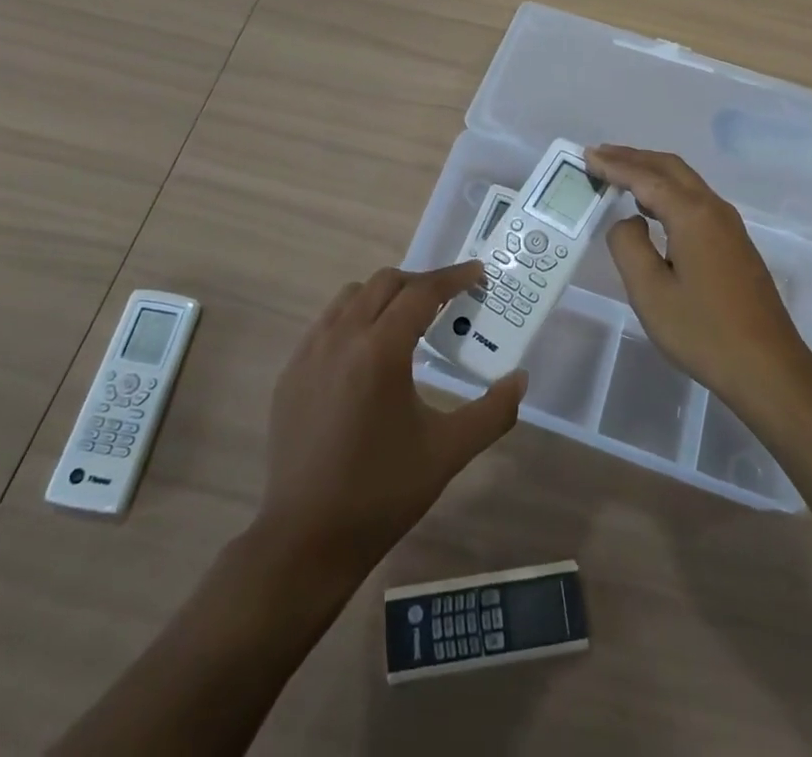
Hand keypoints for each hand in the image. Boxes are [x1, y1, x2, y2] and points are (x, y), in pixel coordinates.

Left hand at [257, 263, 525, 578]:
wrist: (305, 539)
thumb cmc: (382, 492)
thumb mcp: (448, 452)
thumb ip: (492, 412)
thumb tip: (520, 379)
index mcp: (380, 350)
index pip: (422, 292)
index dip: (453, 278)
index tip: (477, 273)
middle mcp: (341, 337)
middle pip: (385, 283)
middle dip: (420, 283)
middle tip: (448, 301)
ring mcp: (309, 352)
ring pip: (352, 296)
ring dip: (384, 296)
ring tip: (408, 322)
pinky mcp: (291, 372)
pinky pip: (327, 323)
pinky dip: (354, 318)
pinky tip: (368, 352)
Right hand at [588, 145, 811, 412]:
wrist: (768, 368)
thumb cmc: (703, 332)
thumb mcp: (650, 292)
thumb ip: (629, 246)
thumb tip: (628, 221)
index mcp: (692, 215)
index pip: (645, 177)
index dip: (613, 165)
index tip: (586, 155)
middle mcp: (714, 209)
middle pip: (669, 167)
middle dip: (632, 157)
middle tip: (598, 155)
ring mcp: (729, 225)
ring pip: (685, 181)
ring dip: (651, 172)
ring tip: (618, 174)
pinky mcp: (734, 243)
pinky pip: (694, 199)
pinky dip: (667, 190)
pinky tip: (651, 207)